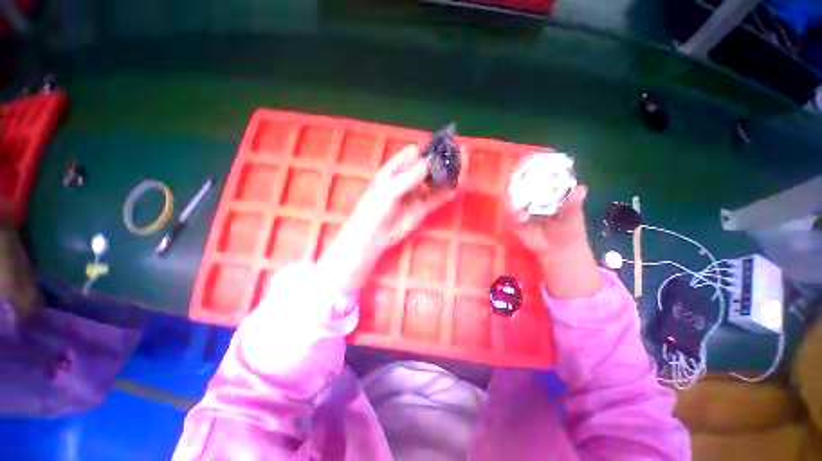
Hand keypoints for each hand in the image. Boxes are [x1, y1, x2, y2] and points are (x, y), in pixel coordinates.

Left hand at [319, 145, 457, 295]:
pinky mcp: (422, 208)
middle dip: (441, 162)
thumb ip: (407, 178)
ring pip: (434, 183)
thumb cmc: (374, 210)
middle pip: (427, 167)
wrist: (374, 236)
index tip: (442, 146)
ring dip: (447, 177)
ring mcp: (416, 194)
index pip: (412, 154)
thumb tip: (427, 163)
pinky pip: (436, 199)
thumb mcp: (387, 191)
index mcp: (394, 170)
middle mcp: (407, 180)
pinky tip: (456, 188)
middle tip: (459, 154)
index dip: (427, 150)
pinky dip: (446, 194)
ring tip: (463, 168)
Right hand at [510, 186, 602, 298]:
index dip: (536, 175)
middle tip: (520, 176)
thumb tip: (582, 187)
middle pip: (524, 190)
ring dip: (515, 198)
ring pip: (515, 201)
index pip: (539, 183)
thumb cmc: (569, 230)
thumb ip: (574, 201)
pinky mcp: (516, 222)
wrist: (558, 250)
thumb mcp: (573, 214)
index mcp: (547, 197)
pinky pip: (513, 216)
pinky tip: (519, 214)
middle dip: (520, 184)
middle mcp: (533, 202)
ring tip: (517, 192)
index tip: (533, 166)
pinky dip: (515, 214)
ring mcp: (523, 211)